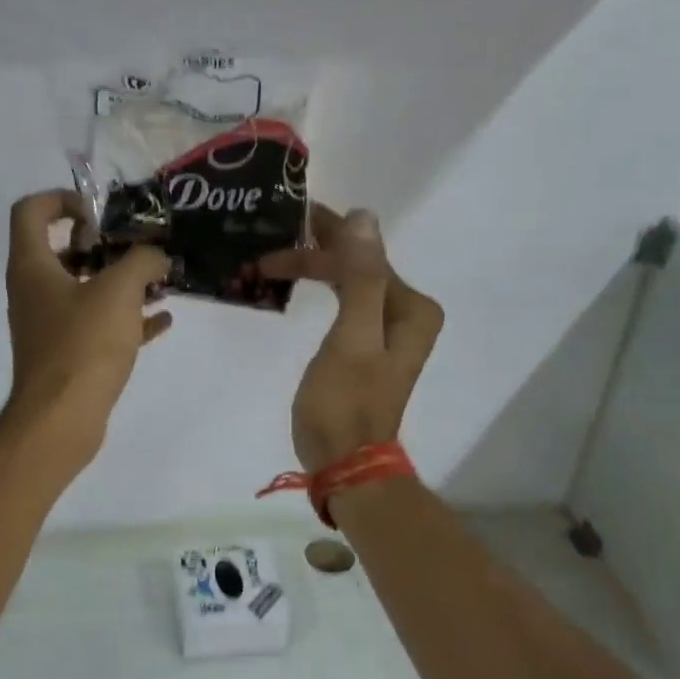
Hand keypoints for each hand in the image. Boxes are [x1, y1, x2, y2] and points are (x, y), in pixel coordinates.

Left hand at [2, 190, 172, 471]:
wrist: (61, 420)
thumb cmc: (83, 345)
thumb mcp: (119, 291)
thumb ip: (142, 260)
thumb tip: (158, 255)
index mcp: (32, 266)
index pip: (31, 210)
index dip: (63, 199)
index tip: (100, 213)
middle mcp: (34, 291)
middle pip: (62, 250)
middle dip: (103, 245)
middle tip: (136, 248)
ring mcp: (49, 325)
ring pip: (83, 290)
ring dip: (119, 282)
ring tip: (159, 281)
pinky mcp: (67, 355)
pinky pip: (97, 326)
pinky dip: (126, 319)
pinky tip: (162, 320)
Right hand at [261, 204, 443, 471]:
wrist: (345, 462)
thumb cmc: (345, 402)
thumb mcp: (351, 337)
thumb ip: (361, 276)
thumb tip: (363, 215)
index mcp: (411, 308)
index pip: (365, 256)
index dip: (323, 237)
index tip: (283, 223)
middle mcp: (406, 313)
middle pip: (358, 266)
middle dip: (314, 252)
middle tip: (268, 244)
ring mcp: (386, 331)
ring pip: (347, 282)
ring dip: (312, 268)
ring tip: (271, 261)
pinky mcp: (365, 347)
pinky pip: (342, 303)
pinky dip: (317, 290)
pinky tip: (293, 285)